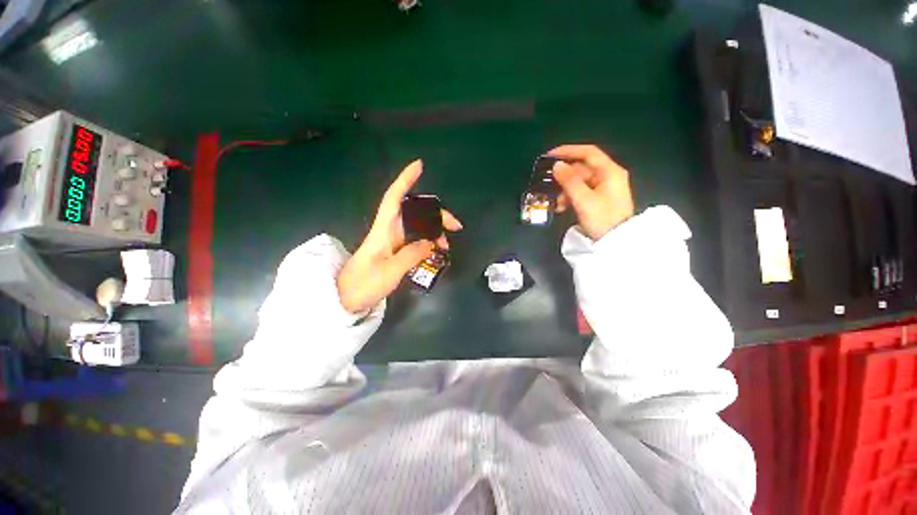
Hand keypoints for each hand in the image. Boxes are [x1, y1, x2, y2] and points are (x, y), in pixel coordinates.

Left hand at [337, 159, 462, 312]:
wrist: (345, 300)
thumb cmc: (363, 284)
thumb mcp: (390, 271)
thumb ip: (411, 255)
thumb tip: (430, 242)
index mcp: (383, 230)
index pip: (394, 198)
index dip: (405, 180)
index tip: (419, 166)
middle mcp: (389, 230)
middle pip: (414, 212)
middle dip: (436, 214)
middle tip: (455, 226)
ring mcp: (392, 241)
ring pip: (417, 226)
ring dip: (434, 231)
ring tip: (446, 246)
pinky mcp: (394, 251)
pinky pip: (415, 239)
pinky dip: (428, 242)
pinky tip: (436, 250)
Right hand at [548, 144, 634, 240]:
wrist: (616, 242)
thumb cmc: (602, 219)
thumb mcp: (584, 200)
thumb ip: (569, 181)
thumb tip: (557, 165)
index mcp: (609, 171)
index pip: (588, 153)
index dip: (568, 151)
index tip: (550, 156)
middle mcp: (608, 176)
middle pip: (582, 169)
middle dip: (564, 179)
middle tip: (550, 187)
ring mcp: (604, 188)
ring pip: (579, 182)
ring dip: (565, 191)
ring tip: (558, 204)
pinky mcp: (599, 199)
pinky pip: (581, 192)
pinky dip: (570, 197)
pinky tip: (562, 208)